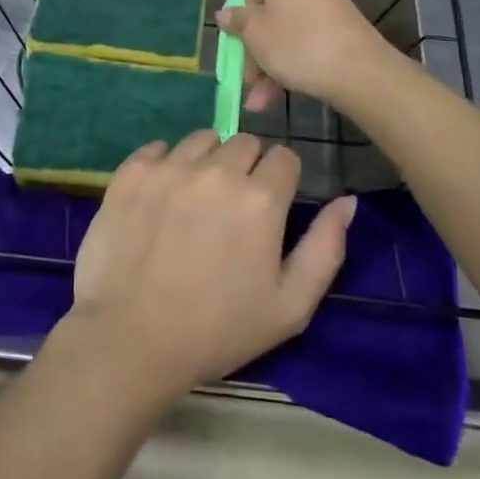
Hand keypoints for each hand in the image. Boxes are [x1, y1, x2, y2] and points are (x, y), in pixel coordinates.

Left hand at [64, 131, 356, 400]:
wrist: (132, 339)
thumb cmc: (218, 330)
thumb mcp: (290, 306)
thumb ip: (325, 248)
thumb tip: (347, 201)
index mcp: (260, 198)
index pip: (284, 156)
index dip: (282, 179)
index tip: (270, 206)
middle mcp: (216, 170)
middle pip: (244, 142)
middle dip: (247, 167)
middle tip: (233, 208)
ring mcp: (170, 166)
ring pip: (202, 139)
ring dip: (208, 160)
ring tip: (196, 201)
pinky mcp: (132, 171)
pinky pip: (159, 148)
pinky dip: (166, 164)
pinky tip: (162, 197)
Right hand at [217, 0, 396, 112]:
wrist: (362, 76)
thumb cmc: (301, 44)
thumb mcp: (258, 37)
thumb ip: (240, 23)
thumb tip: (228, 14)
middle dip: (251, 33)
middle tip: (239, 65)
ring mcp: (322, 5)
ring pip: (281, 26)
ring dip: (264, 59)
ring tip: (255, 95)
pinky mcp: (336, 30)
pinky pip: (299, 42)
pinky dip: (284, 66)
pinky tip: (271, 99)